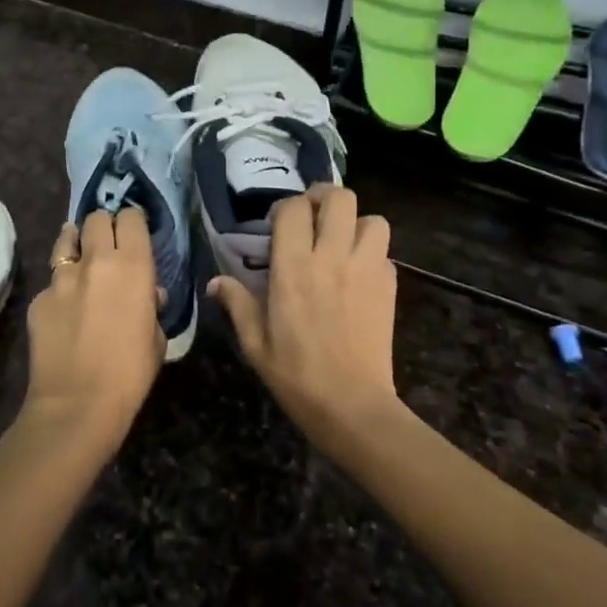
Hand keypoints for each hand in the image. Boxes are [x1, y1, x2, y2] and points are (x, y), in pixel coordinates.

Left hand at [23, 208, 164, 448]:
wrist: (77, 404)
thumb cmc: (130, 374)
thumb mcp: (156, 338)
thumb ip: (151, 306)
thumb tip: (147, 294)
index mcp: (133, 266)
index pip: (131, 217)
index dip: (132, 223)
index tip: (134, 234)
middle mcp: (96, 260)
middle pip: (97, 218)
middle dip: (103, 227)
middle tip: (107, 246)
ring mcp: (62, 277)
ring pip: (67, 238)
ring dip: (76, 244)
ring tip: (80, 259)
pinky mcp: (38, 297)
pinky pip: (52, 280)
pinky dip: (60, 287)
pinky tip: (63, 310)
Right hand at [210, 185, 399, 457]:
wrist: (353, 407)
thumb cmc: (297, 376)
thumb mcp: (255, 344)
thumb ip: (238, 304)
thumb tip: (217, 282)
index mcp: (294, 268)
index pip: (294, 209)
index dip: (285, 208)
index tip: (278, 225)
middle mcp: (332, 258)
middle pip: (339, 198)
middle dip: (324, 198)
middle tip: (312, 217)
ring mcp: (366, 269)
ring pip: (372, 218)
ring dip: (355, 223)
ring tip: (341, 241)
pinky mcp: (389, 286)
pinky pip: (384, 251)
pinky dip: (372, 252)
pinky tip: (358, 272)